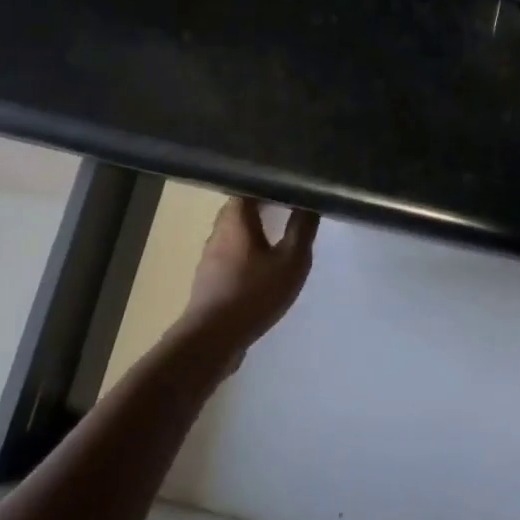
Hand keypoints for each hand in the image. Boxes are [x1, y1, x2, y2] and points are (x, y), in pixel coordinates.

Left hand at [176, 198, 319, 361]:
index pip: (247, 186)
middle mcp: (218, 231)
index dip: (267, 182)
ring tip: (280, 236)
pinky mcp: (210, 279)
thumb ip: (302, 229)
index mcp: (235, 219)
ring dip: (254, 231)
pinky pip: (231, 254)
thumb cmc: (254, 293)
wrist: (213, 337)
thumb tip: (309, 202)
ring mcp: (211, 256)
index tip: (289, 184)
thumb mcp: (291, 261)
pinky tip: (263, 267)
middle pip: (239, 209)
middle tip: (289, 207)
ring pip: (234, 233)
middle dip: (262, 206)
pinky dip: (247, 253)